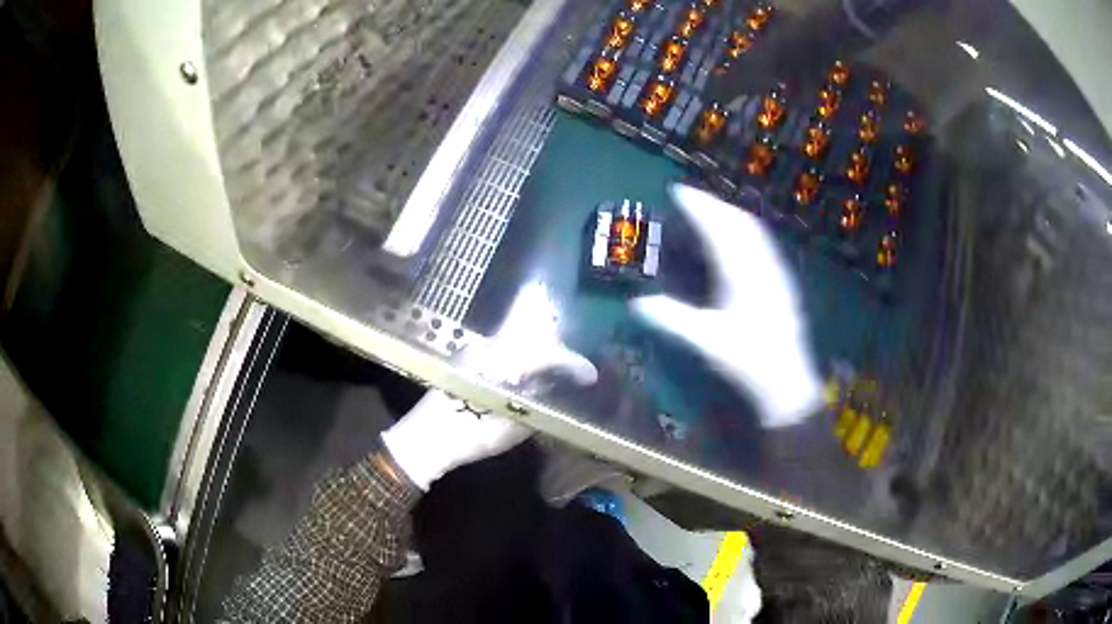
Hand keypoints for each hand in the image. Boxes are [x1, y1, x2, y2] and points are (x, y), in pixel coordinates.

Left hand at [383, 285, 597, 489]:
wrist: (424, 439)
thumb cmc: (468, 436)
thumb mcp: (512, 427)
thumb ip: (539, 403)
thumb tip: (560, 387)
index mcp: (501, 361)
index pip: (546, 353)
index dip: (572, 363)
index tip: (591, 376)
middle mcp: (488, 346)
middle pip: (533, 340)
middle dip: (559, 353)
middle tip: (577, 372)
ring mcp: (475, 350)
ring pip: (518, 343)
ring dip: (541, 354)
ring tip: (559, 372)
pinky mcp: (467, 358)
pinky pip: (503, 350)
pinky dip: (523, 358)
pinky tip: (532, 373)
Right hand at [631, 184, 821, 428]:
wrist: (788, 381)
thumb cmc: (748, 361)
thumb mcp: (706, 341)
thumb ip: (672, 319)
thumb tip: (637, 304)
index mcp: (742, 274)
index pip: (717, 228)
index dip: (697, 206)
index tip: (677, 190)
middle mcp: (761, 264)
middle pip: (738, 221)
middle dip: (713, 203)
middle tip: (690, 197)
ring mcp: (775, 271)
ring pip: (753, 229)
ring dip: (730, 213)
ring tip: (710, 209)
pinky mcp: (782, 281)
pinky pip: (763, 241)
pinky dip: (745, 228)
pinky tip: (739, 238)